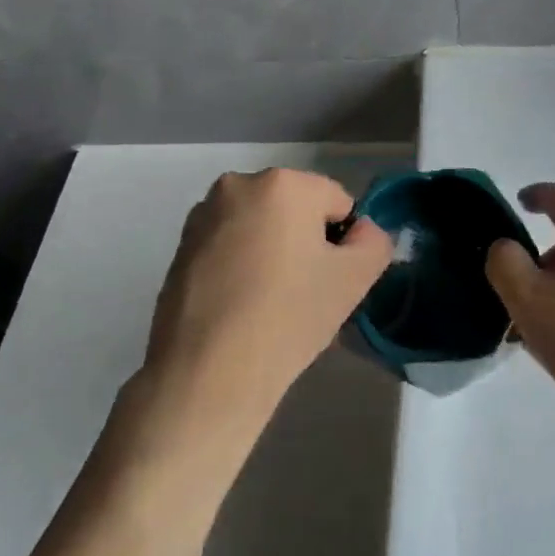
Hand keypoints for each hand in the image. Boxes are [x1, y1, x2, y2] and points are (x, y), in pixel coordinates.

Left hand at [139, 169, 391, 456]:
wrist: (206, 373)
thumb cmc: (288, 316)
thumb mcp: (354, 279)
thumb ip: (374, 242)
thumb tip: (362, 231)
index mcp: (283, 183)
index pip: (337, 203)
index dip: (344, 243)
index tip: (332, 281)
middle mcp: (238, 185)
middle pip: (295, 211)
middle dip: (306, 244)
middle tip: (306, 295)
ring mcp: (203, 215)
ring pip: (261, 228)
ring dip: (273, 254)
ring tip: (272, 305)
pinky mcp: (179, 247)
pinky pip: (230, 246)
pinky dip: (242, 266)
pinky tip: (241, 308)